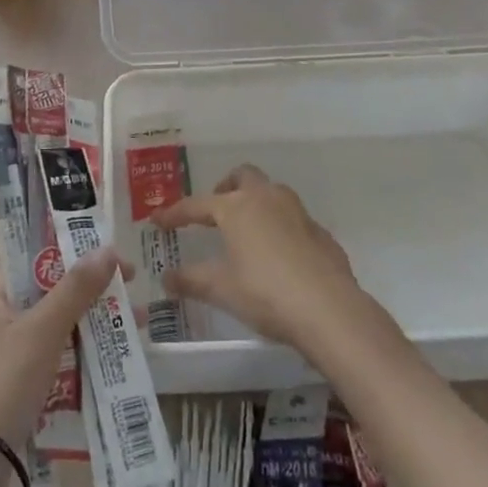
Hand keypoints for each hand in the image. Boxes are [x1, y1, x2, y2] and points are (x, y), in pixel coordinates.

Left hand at [0, 247, 127, 478]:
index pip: (39, 260)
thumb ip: (76, 288)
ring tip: (135, 330)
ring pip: (57, 331)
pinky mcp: (15, 391)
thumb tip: (108, 249)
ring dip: (93, 328)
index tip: (115, 260)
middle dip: (94, 295)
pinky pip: (55, 364)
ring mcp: (6, 357)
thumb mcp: (42, 329)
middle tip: (132, 296)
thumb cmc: (2, 380)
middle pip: (52, 295)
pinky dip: (81, 360)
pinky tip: (112, 365)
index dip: (77, 254)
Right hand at [154, 165, 369, 355]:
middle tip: (215, 210)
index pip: (197, 205)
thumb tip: (167, 278)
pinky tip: (279, 255)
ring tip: (247, 231)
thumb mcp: (222, 289)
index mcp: (236, 207)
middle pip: (242, 177)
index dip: (175, 213)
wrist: (329, 309)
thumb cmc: (266, 293)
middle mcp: (266, 198)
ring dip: (256, 203)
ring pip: (271, 193)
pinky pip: (293, 220)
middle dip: (226, 188)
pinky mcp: (319, 232)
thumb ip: (192, 280)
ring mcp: (297, 212)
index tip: (158, 220)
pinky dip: (280, 228)